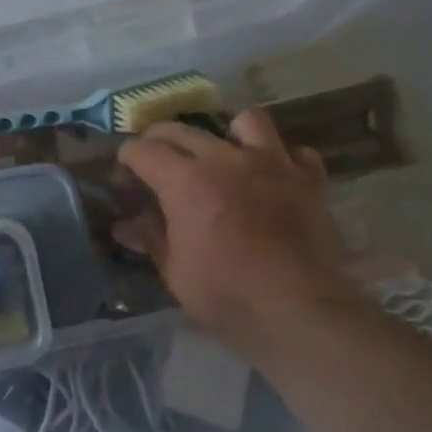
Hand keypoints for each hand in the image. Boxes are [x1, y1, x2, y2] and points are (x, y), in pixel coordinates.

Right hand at [115, 109, 361, 358]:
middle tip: (155, 163)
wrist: (298, 310)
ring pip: (247, 122)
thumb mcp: (174, 271)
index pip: (143, 150)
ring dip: (228, 133)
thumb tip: (124, 227)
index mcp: (184, 181)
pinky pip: (295, 152)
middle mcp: (225, 159)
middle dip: (160, 140)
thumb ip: (151, 238)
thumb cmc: (225, 294)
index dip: (127, 159)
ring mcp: (271, 165)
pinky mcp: (308, 181)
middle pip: (183, 130)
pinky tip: (273, 177)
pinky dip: (282, 159)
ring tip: (223, 155)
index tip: (123, 175)